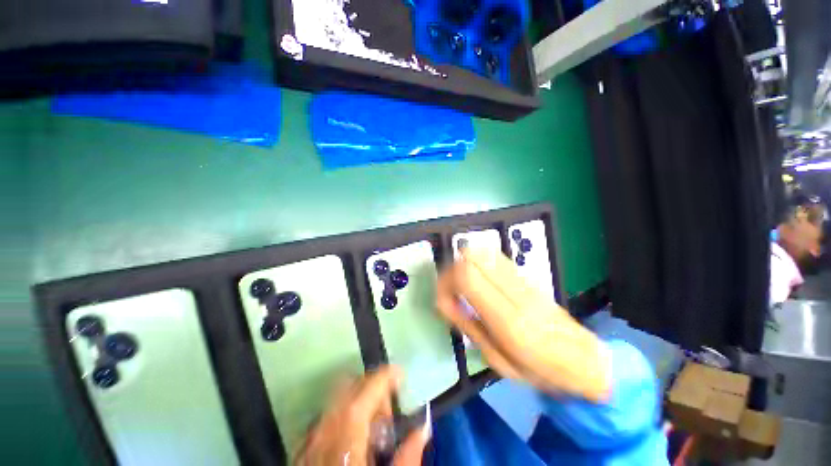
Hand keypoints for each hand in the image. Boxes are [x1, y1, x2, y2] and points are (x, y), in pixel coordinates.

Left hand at [296, 367, 428, 465]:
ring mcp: (310, 437)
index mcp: (347, 433)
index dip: (387, 375)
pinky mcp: (303, 449)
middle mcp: (324, 428)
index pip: (368, 387)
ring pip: (337, 399)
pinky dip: (345, 416)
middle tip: (389, 412)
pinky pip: (327, 417)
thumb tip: (424, 424)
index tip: (402, 374)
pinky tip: (353, 442)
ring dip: (359, 401)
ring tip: (373, 429)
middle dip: (373, 388)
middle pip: (350, 386)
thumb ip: (409, 456)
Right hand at [437, 249, 610, 401]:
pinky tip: (478, 279)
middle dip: (451, 269)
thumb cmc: (538, 369)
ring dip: (464, 263)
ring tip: (462, 285)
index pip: (467, 276)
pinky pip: (493, 256)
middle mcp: (515, 292)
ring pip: (482, 251)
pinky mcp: (525, 274)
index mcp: (508, 320)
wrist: (581, 357)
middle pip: (472, 256)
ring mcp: (522, 279)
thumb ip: (468, 325)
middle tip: (450, 290)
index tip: (443, 299)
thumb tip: (445, 300)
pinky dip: (477, 261)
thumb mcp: (497, 360)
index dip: (446, 281)